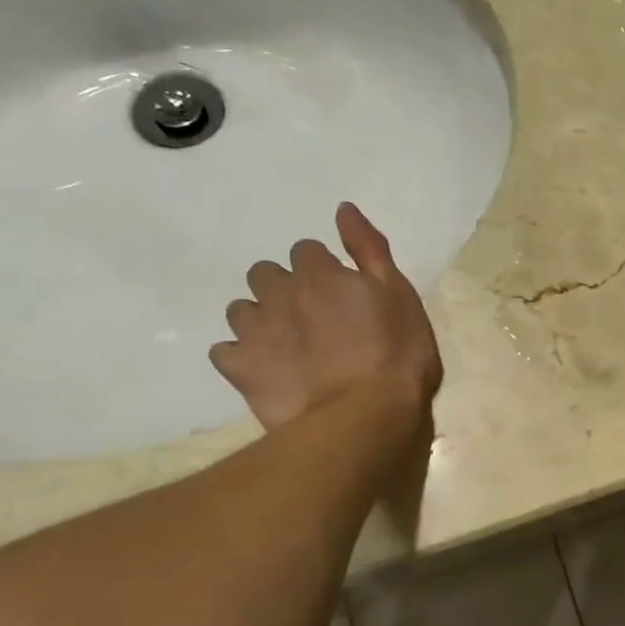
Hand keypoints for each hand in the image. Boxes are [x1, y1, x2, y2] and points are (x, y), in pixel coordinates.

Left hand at [211, 203, 443, 432]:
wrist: (364, 416)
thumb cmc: (396, 354)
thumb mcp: (399, 295)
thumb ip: (369, 249)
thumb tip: (342, 209)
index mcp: (319, 273)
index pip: (306, 251)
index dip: (323, 270)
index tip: (342, 294)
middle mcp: (278, 293)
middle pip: (264, 274)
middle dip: (284, 288)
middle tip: (314, 318)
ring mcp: (254, 332)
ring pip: (241, 309)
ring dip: (261, 318)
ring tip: (288, 345)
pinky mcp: (241, 369)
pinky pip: (224, 351)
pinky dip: (241, 355)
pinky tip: (265, 368)